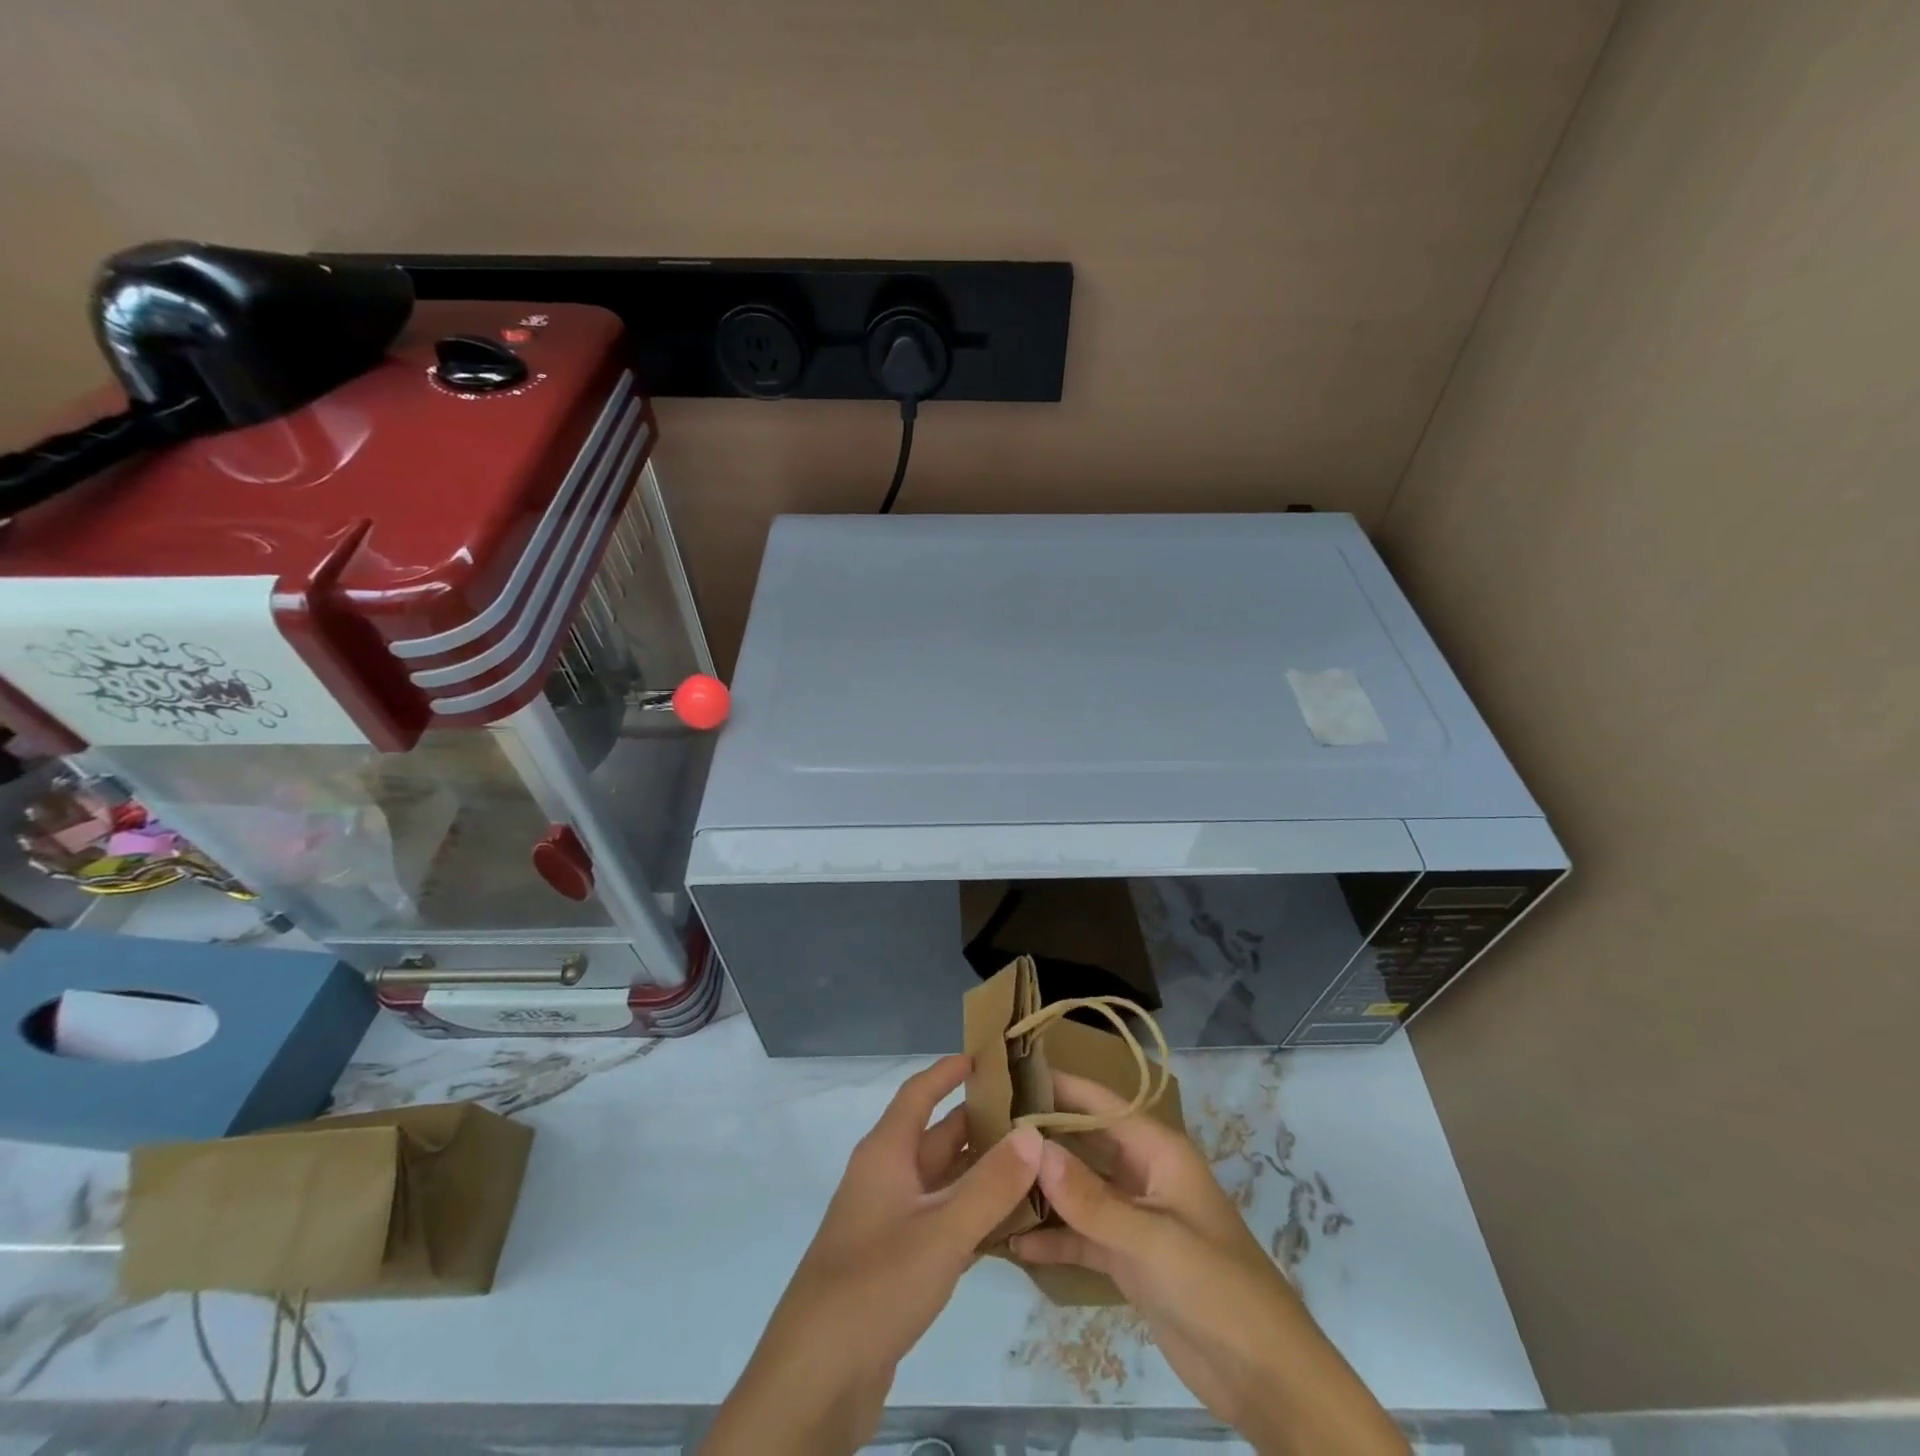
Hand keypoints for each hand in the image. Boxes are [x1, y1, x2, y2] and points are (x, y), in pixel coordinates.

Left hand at [704, 1055, 1042, 1455]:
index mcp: (885, 1153)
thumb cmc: (876, 1283)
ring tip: (1033, 1165)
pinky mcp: (895, 1263)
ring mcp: (888, 1222)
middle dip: (980, 1124)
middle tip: (1033, 1117)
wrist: (816, 1377)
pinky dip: (972, 1216)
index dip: (948, 1072)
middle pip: (936, 1137)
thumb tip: (1033, 1134)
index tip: (986, 1056)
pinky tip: (1009, 1225)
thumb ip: (991, 1184)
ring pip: (942, 1182)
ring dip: (981, 1173)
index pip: (918, 1094)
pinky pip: (940, 1222)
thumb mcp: (942, 1231)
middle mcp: (885, 1178)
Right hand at [1013, 1073, 1405, 1455]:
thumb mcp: (1152, 1240)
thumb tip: (1032, 1147)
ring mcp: (1133, 1217)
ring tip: (985, 1182)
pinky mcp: (1127, 1258)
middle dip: (1039, 1138)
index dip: (1058, 1085)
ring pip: (1076, 1191)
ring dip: (1039, 1191)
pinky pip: (1081, 1236)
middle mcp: (1141, 1173)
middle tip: (980, 1130)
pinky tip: (1010, 1243)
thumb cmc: (1217, 1287)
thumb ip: (1090, 1198)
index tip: (1007, 1075)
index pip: (1099, 1103)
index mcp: (1157, 1150)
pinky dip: (1052, 1239)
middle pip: (1082, 1143)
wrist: (1266, 1378)